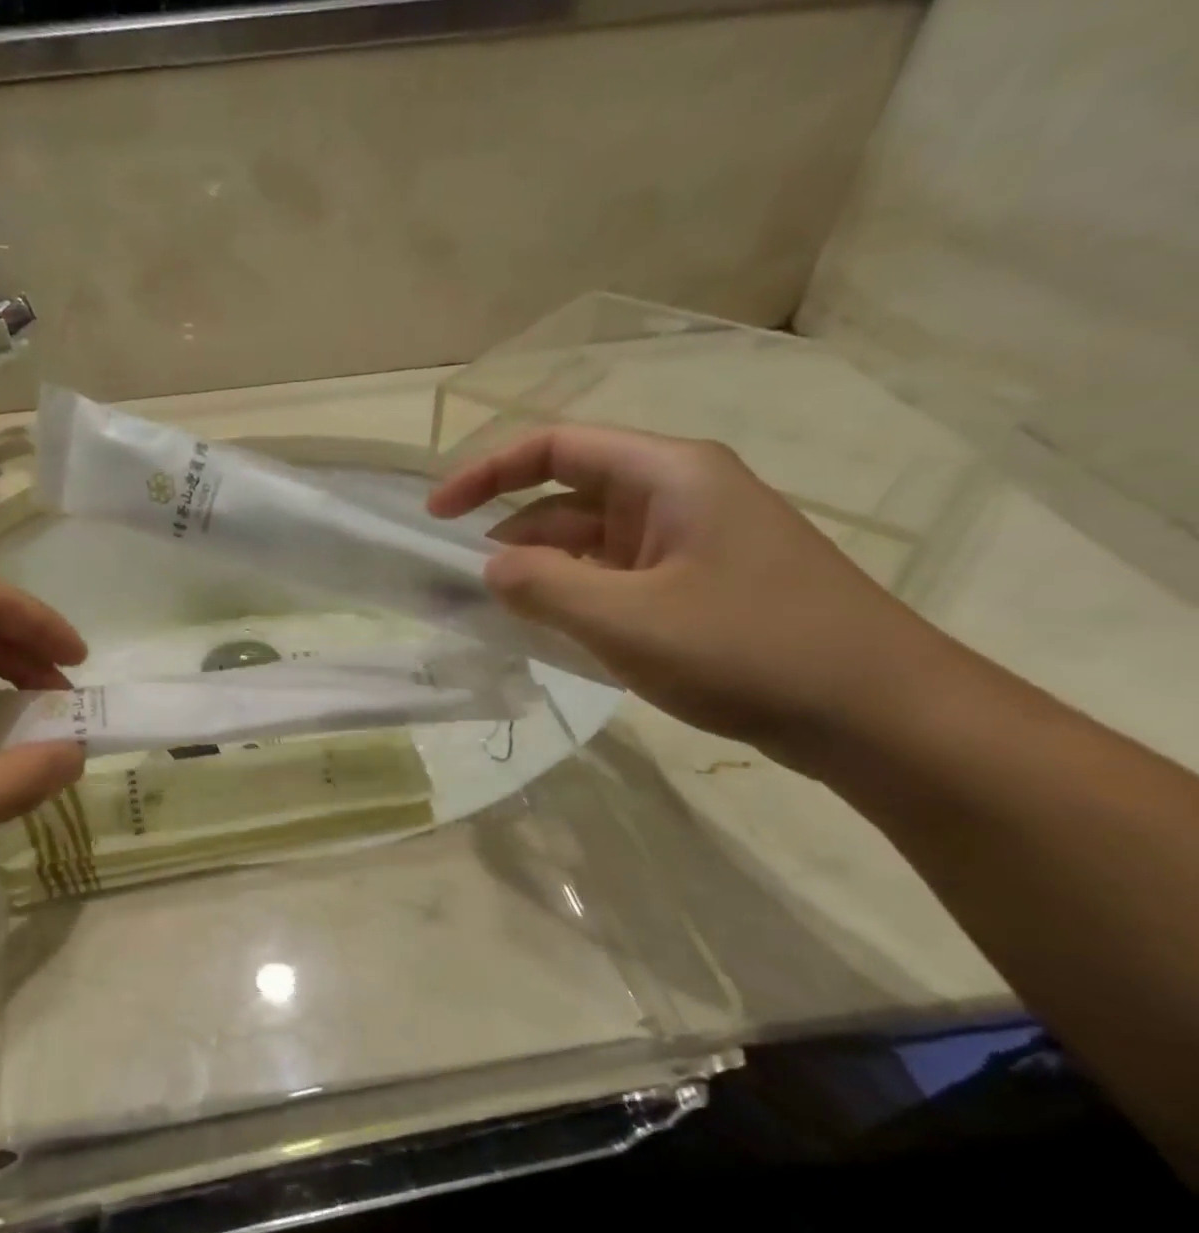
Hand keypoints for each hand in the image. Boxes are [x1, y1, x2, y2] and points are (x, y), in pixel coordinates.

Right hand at [429, 426, 947, 765]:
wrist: (872, 710)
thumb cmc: (748, 649)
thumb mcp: (628, 621)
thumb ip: (545, 588)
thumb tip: (489, 568)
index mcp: (667, 475)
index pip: (555, 448)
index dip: (486, 472)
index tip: (434, 516)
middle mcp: (678, 495)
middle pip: (569, 494)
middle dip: (508, 531)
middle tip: (456, 583)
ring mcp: (690, 543)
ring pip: (591, 542)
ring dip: (540, 571)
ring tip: (494, 612)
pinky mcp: (697, 587)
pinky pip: (615, 578)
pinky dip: (574, 597)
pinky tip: (549, 631)